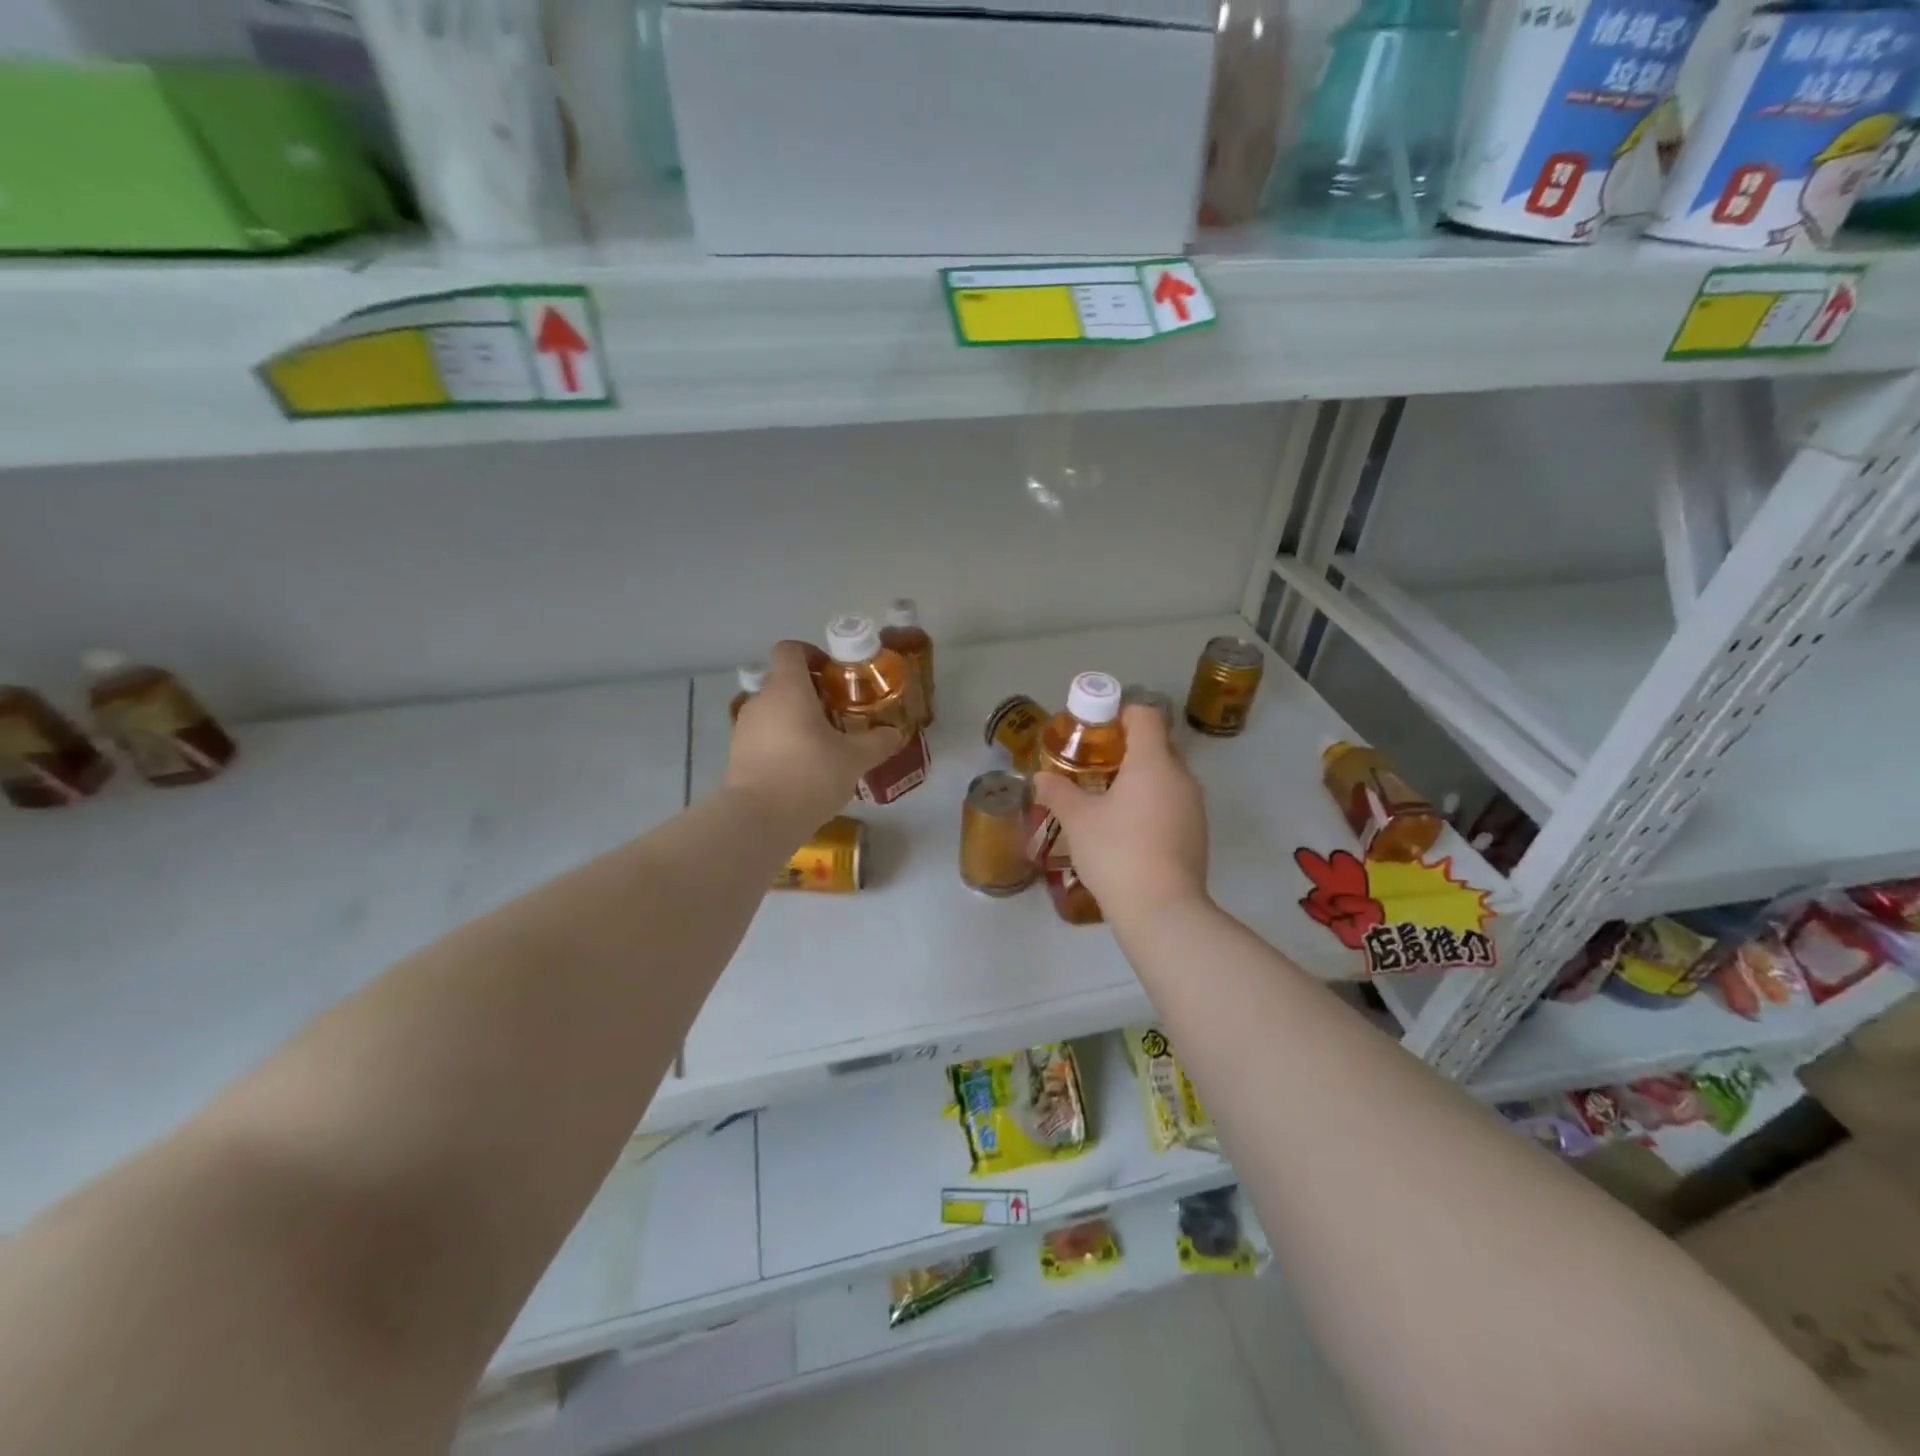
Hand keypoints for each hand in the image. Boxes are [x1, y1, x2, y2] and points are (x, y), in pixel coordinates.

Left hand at [724, 641, 903, 832]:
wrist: (758, 820)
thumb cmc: (809, 774)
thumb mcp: (854, 759)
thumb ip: (876, 742)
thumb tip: (895, 733)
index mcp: (787, 688)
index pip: (790, 650)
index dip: (812, 654)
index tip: (833, 673)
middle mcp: (760, 700)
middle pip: (784, 682)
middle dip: (811, 693)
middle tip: (838, 713)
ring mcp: (744, 728)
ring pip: (773, 711)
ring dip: (796, 720)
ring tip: (823, 745)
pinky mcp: (737, 755)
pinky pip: (764, 737)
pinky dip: (782, 743)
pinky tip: (803, 768)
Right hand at [1034, 705, 1207, 919]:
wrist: (1162, 910)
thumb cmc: (1117, 852)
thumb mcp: (1078, 820)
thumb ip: (1058, 792)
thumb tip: (1040, 778)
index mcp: (1153, 762)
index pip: (1145, 716)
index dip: (1119, 714)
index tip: (1093, 731)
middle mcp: (1181, 777)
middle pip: (1156, 745)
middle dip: (1125, 750)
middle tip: (1092, 767)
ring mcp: (1194, 806)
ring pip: (1165, 777)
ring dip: (1139, 780)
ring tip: (1106, 801)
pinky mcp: (1197, 833)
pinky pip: (1172, 803)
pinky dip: (1151, 805)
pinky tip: (1127, 830)